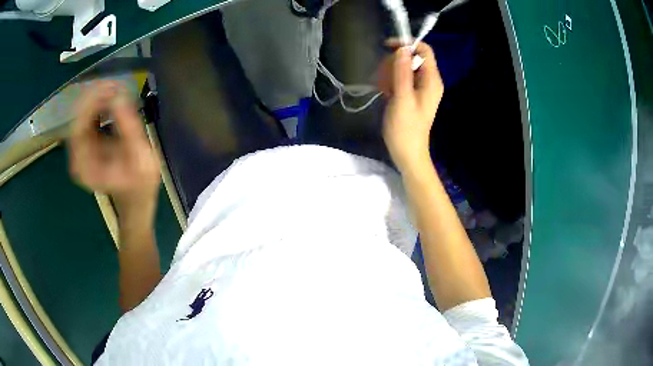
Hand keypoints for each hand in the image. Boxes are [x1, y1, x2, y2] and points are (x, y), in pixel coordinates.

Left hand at [69, 81, 159, 222]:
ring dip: (98, 99)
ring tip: (117, 90)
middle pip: (78, 118)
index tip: (110, 87)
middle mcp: (77, 158)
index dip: (91, 104)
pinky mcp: (86, 144)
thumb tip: (119, 96)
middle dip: (95, 97)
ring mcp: (80, 151)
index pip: (78, 127)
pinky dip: (99, 105)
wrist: (135, 198)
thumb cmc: (139, 184)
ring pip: (82, 115)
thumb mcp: (140, 158)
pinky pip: (87, 118)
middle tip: (116, 84)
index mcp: (85, 167)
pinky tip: (112, 101)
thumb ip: (129, 128)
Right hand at [378, 42, 443, 172]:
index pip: (424, 50)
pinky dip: (389, 82)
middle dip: (393, 63)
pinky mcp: (410, 94)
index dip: (407, 44)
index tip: (387, 47)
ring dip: (388, 73)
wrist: (407, 153)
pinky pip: (399, 78)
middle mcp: (428, 81)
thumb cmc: (406, 129)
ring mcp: (419, 87)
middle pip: (410, 57)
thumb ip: (402, 72)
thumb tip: (402, 48)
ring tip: (383, 90)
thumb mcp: (402, 98)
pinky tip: (384, 93)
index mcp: (431, 80)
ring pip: (402, 67)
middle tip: (384, 80)